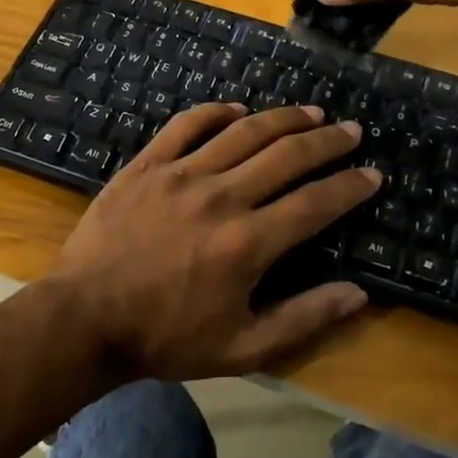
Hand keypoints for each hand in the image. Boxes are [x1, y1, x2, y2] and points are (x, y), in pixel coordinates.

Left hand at [50, 103, 380, 379]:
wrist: (85, 318)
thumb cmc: (165, 338)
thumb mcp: (241, 348)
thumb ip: (303, 318)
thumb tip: (358, 294)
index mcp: (248, 242)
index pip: (315, 203)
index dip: (350, 186)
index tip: (372, 174)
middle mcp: (222, 196)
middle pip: (287, 155)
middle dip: (326, 140)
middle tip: (350, 130)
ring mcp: (182, 174)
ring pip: (244, 131)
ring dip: (283, 118)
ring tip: (310, 112)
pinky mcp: (148, 164)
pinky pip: (188, 124)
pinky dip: (216, 111)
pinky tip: (237, 109)